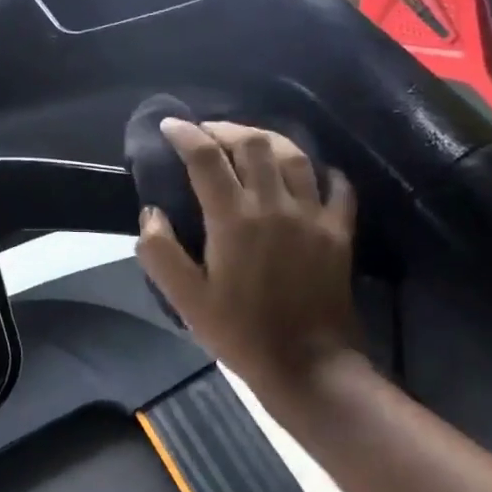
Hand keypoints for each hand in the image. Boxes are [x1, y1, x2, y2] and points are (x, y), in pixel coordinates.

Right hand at [136, 119, 360, 400]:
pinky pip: (337, 186)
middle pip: (253, 143)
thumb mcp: (186, 300)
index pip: (207, 157)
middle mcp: (275, 205)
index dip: (186, 134)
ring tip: (249, 141)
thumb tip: (152, 214)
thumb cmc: (240, 333)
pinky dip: (321, 170)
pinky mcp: (339, 231)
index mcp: (234, 219)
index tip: (170, 125)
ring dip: (268, 139)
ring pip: (294, 155)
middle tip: (207, 132)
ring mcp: (313, 215)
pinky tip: (309, 172)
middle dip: (226, 128)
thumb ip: (160, 253)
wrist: (308, 365)